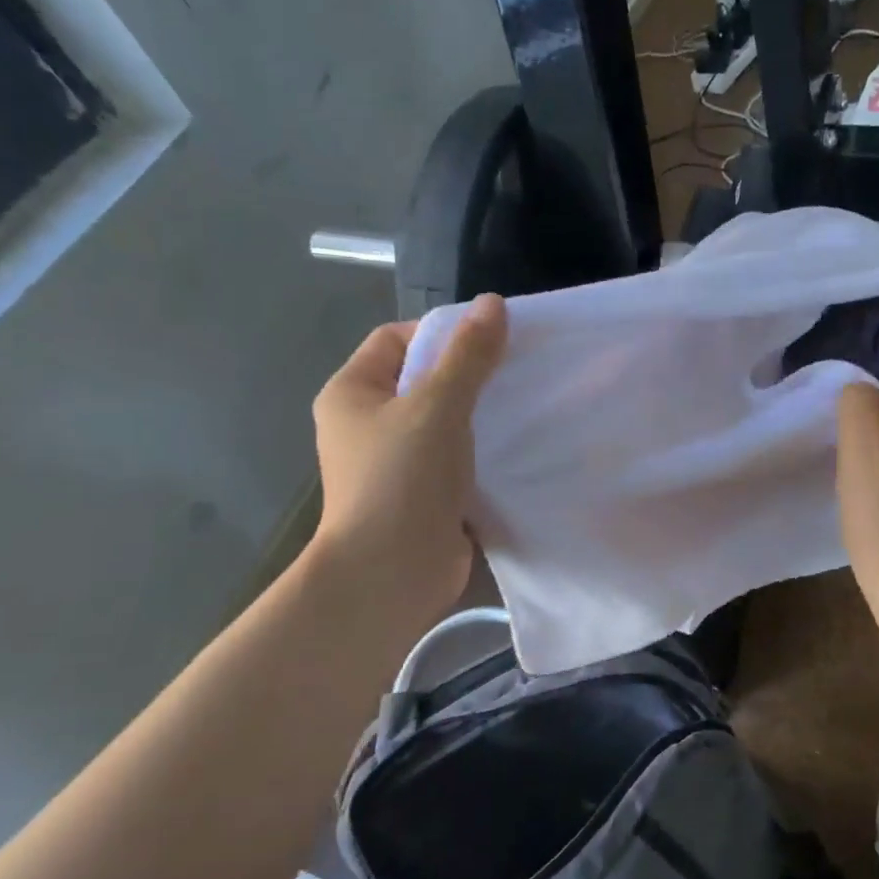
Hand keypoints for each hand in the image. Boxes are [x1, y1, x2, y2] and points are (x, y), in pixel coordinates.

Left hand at [308, 295, 507, 625]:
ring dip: (480, 415)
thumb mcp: (437, 406)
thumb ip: (468, 356)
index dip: (441, 332)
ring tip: (526, 405)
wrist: (390, 574)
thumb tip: (494, 303)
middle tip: (517, 370)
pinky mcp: (421, 495)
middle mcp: (366, 424)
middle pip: (422, 381)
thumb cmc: (402, 479)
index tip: (490, 339)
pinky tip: (519, 447)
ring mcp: (394, 463)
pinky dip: (482, 452)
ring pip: (443, 423)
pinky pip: (455, 459)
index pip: (396, 340)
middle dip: (469, 374)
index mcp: (352, 393)